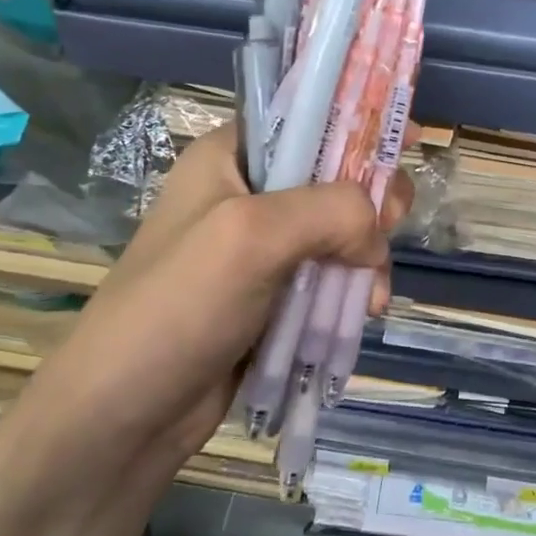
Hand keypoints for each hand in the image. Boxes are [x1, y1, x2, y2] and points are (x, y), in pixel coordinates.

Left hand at [0, 126, 406, 524]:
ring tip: (369, 297)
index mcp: (231, 156)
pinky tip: (361, 313)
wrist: (122, 419)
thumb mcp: (253, 235)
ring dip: (366, 258)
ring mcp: (261, 247)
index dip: (361, 121)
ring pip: (342, 231)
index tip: (413, 140)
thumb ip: (332, 211)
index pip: (308, 116)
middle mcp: (248, 192)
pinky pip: (330, 276)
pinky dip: (351, 290)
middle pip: (335, 176)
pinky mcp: (274, 294)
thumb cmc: (178, 307)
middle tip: (391, 228)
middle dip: (371, 203)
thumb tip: (378, 235)